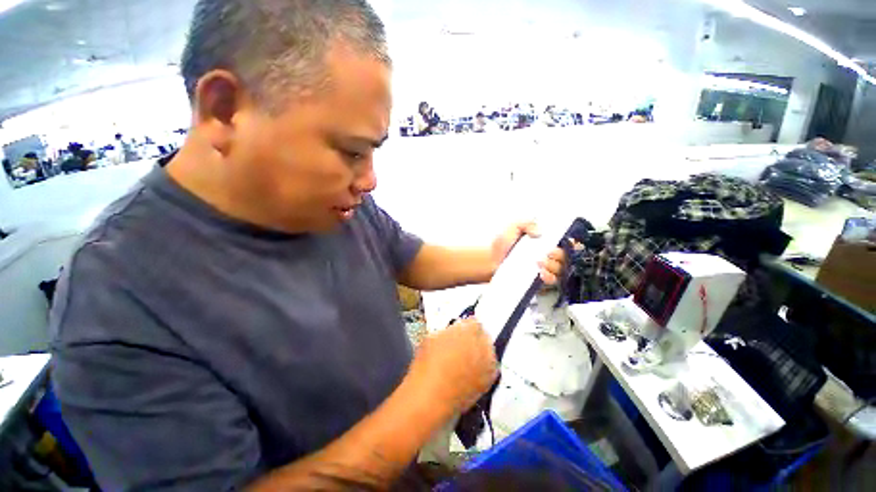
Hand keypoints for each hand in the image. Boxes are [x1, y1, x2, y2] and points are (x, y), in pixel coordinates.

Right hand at [408, 318, 497, 412]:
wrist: (430, 397)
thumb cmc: (427, 363)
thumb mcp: (433, 336)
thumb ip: (449, 331)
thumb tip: (455, 332)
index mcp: (469, 329)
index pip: (474, 321)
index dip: (466, 326)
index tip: (459, 331)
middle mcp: (483, 344)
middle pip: (484, 335)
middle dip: (474, 337)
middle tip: (462, 345)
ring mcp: (489, 363)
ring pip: (489, 351)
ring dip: (481, 352)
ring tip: (466, 360)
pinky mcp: (490, 380)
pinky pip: (490, 368)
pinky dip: (483, 368)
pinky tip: (470, 373)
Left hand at [491, 222, 565, 284]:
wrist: (489, 260)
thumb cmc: (501, 244)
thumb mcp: (513, 227)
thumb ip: (526, 223)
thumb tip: (540, 231)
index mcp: (544, 241)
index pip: (566, 242)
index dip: (571, 243)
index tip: (566, 242)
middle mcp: (547, 255)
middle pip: (566, 256)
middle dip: (559, 254)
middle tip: (547, 253)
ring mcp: (543, 268)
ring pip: (561, 269)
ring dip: (553, 265)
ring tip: (538, 262)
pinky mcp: (538, 280)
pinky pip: (551, 281)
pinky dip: (549, 277)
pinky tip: (541, 273)